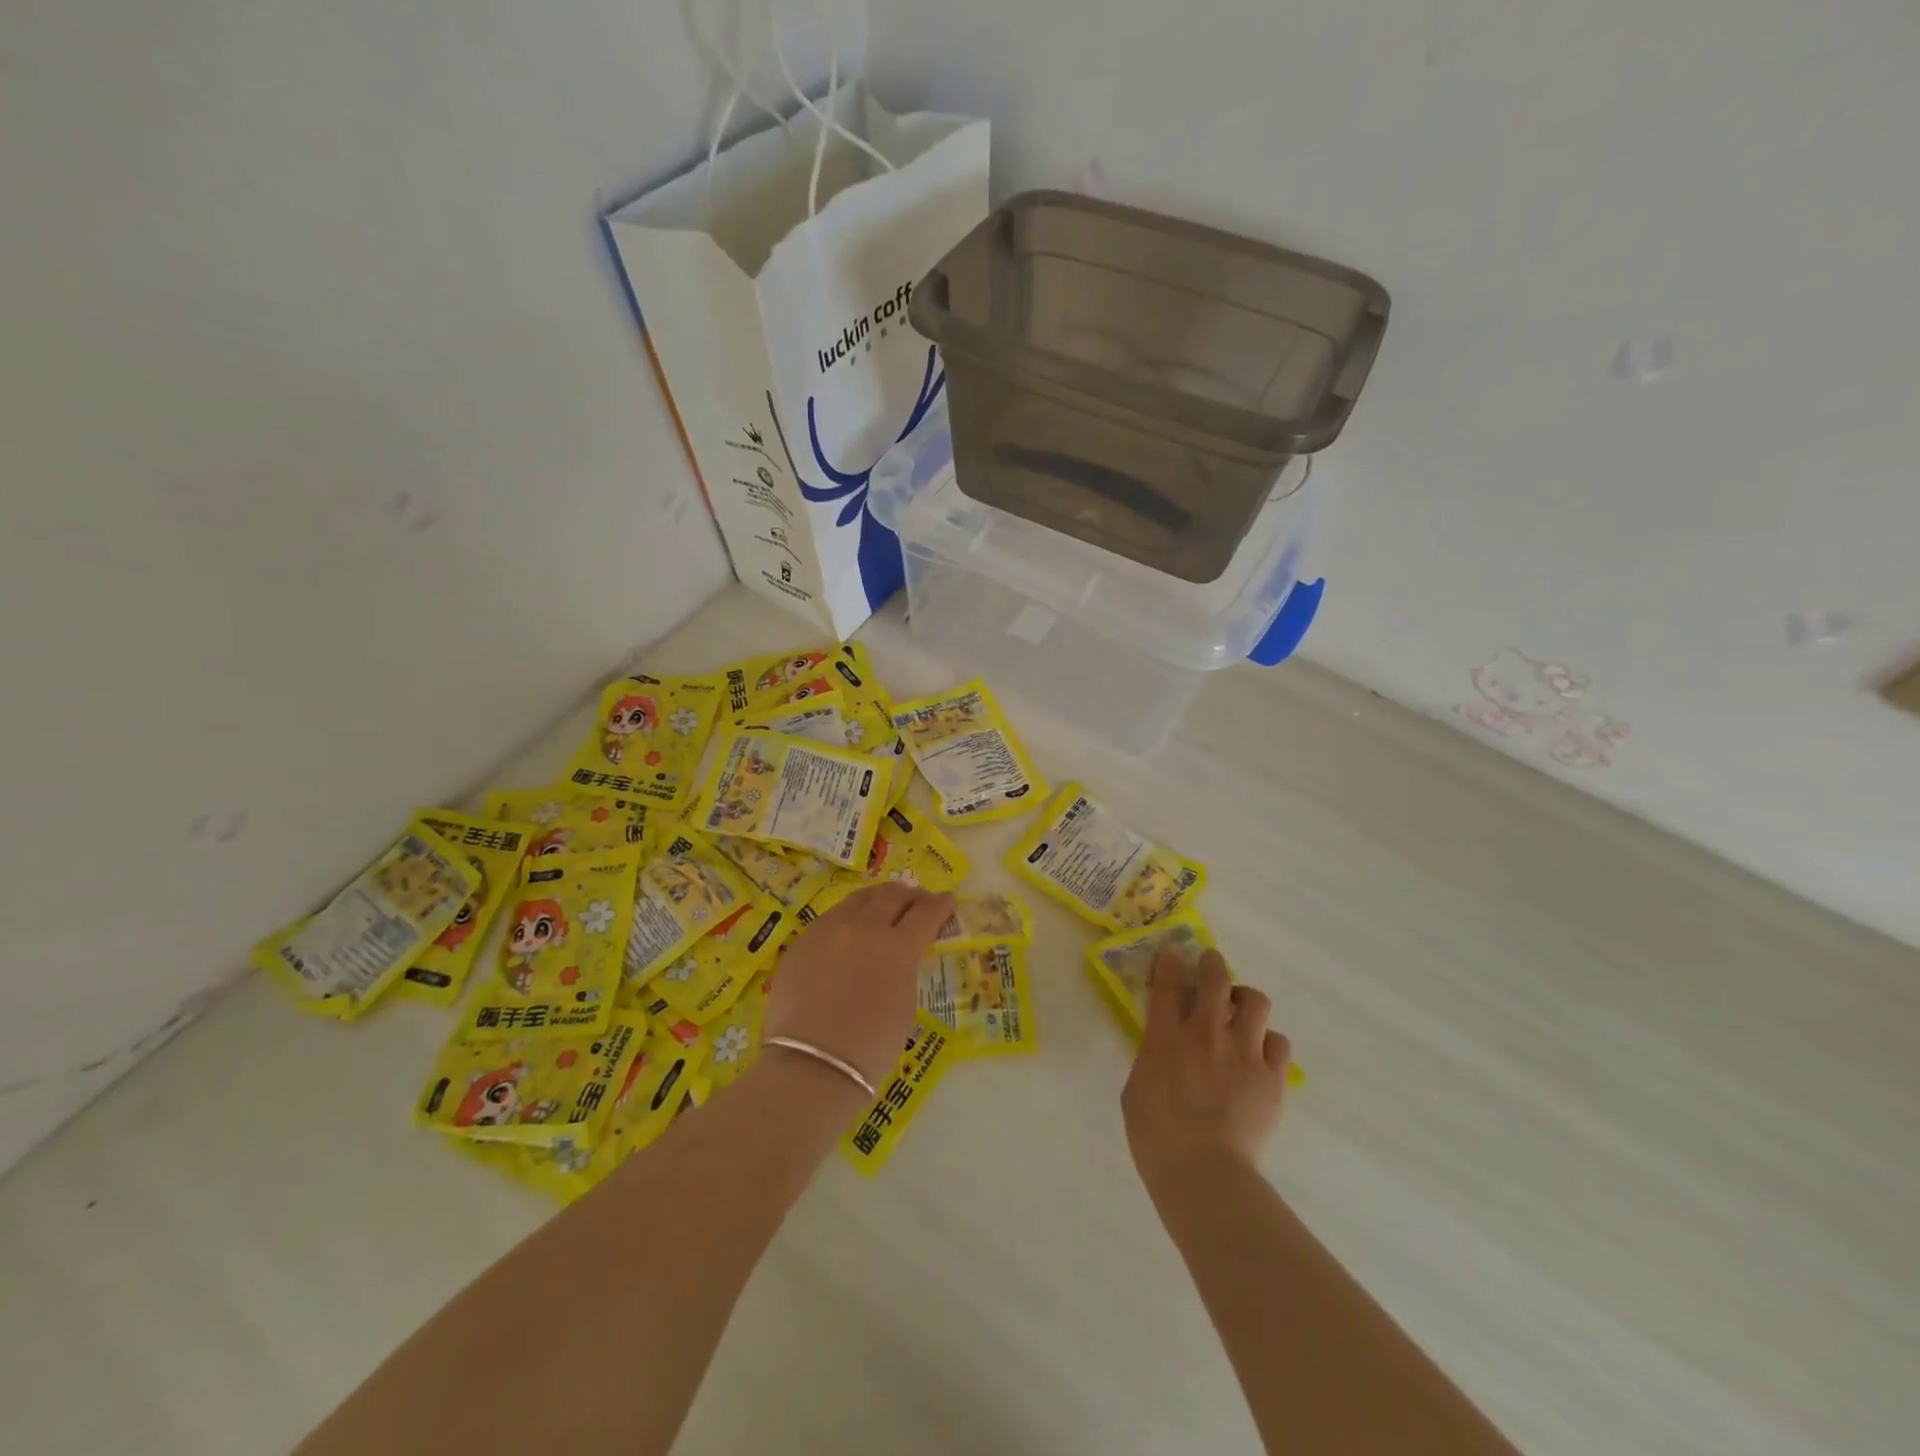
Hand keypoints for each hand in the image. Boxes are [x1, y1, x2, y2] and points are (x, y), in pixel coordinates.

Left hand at [763, 882, 954, 1088]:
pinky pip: (833, 915)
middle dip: (912, 895)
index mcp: (898, 947)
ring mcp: (830, 928)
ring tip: (886, 903)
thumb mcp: (905, 1003)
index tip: (948, 902)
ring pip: (861, 898)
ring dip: (880, 898)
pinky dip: (851, 914)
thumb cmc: (870, 1047)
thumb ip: (906, 967)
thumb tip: (903, 952)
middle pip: (894, 896)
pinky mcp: (804, 938)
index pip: (927, 912)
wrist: (811, 1065)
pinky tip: (852, 925)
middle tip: (918, 900)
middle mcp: (865, 927)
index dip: (941, 904)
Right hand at [1122, 946, 1291, 1188]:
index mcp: (1165, 1036)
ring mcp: (1243, 1051)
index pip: (1167, 982)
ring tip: (1240, 1012)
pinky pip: (1278, 1042)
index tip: (1173, 953)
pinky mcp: (1272, 1076)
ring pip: (1255, 1001)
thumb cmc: (1156, 1137)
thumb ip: (1151, 1058)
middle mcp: (1206, 1032)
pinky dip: (1268, 1042)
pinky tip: (1260, 1054)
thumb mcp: (1137, 1088)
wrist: (1204, 1173)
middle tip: (1210, 968)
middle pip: (1215, 978)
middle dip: (1212, 965)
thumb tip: (1161, 1048)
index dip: (1170, 961)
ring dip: (1245, 1000)